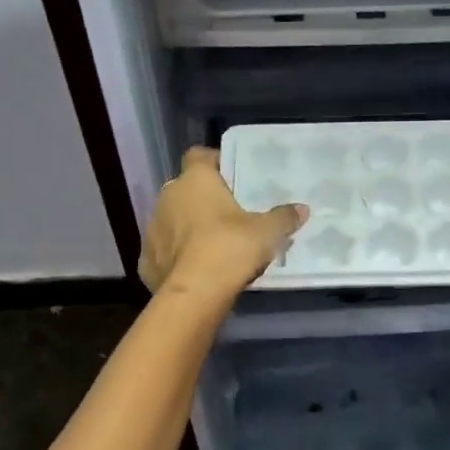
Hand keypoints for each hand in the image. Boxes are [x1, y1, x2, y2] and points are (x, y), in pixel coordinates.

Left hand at [138, 147, 308, 301]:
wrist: (195, 294)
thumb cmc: (230, 248)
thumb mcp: (266, 232)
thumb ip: (283, 218)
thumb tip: (302, 209)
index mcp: (195, 180)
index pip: (199, 155)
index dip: (214, 161)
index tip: (230, 175)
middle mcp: (168, 196)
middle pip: (185, 189)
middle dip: (203, 198)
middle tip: (228, 215)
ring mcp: (153, 228)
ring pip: (172, 219)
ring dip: (187, 227)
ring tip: (211, 245)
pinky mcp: (147, 259)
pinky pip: (164, 250)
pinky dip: (176, 256)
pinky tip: (194, 269)